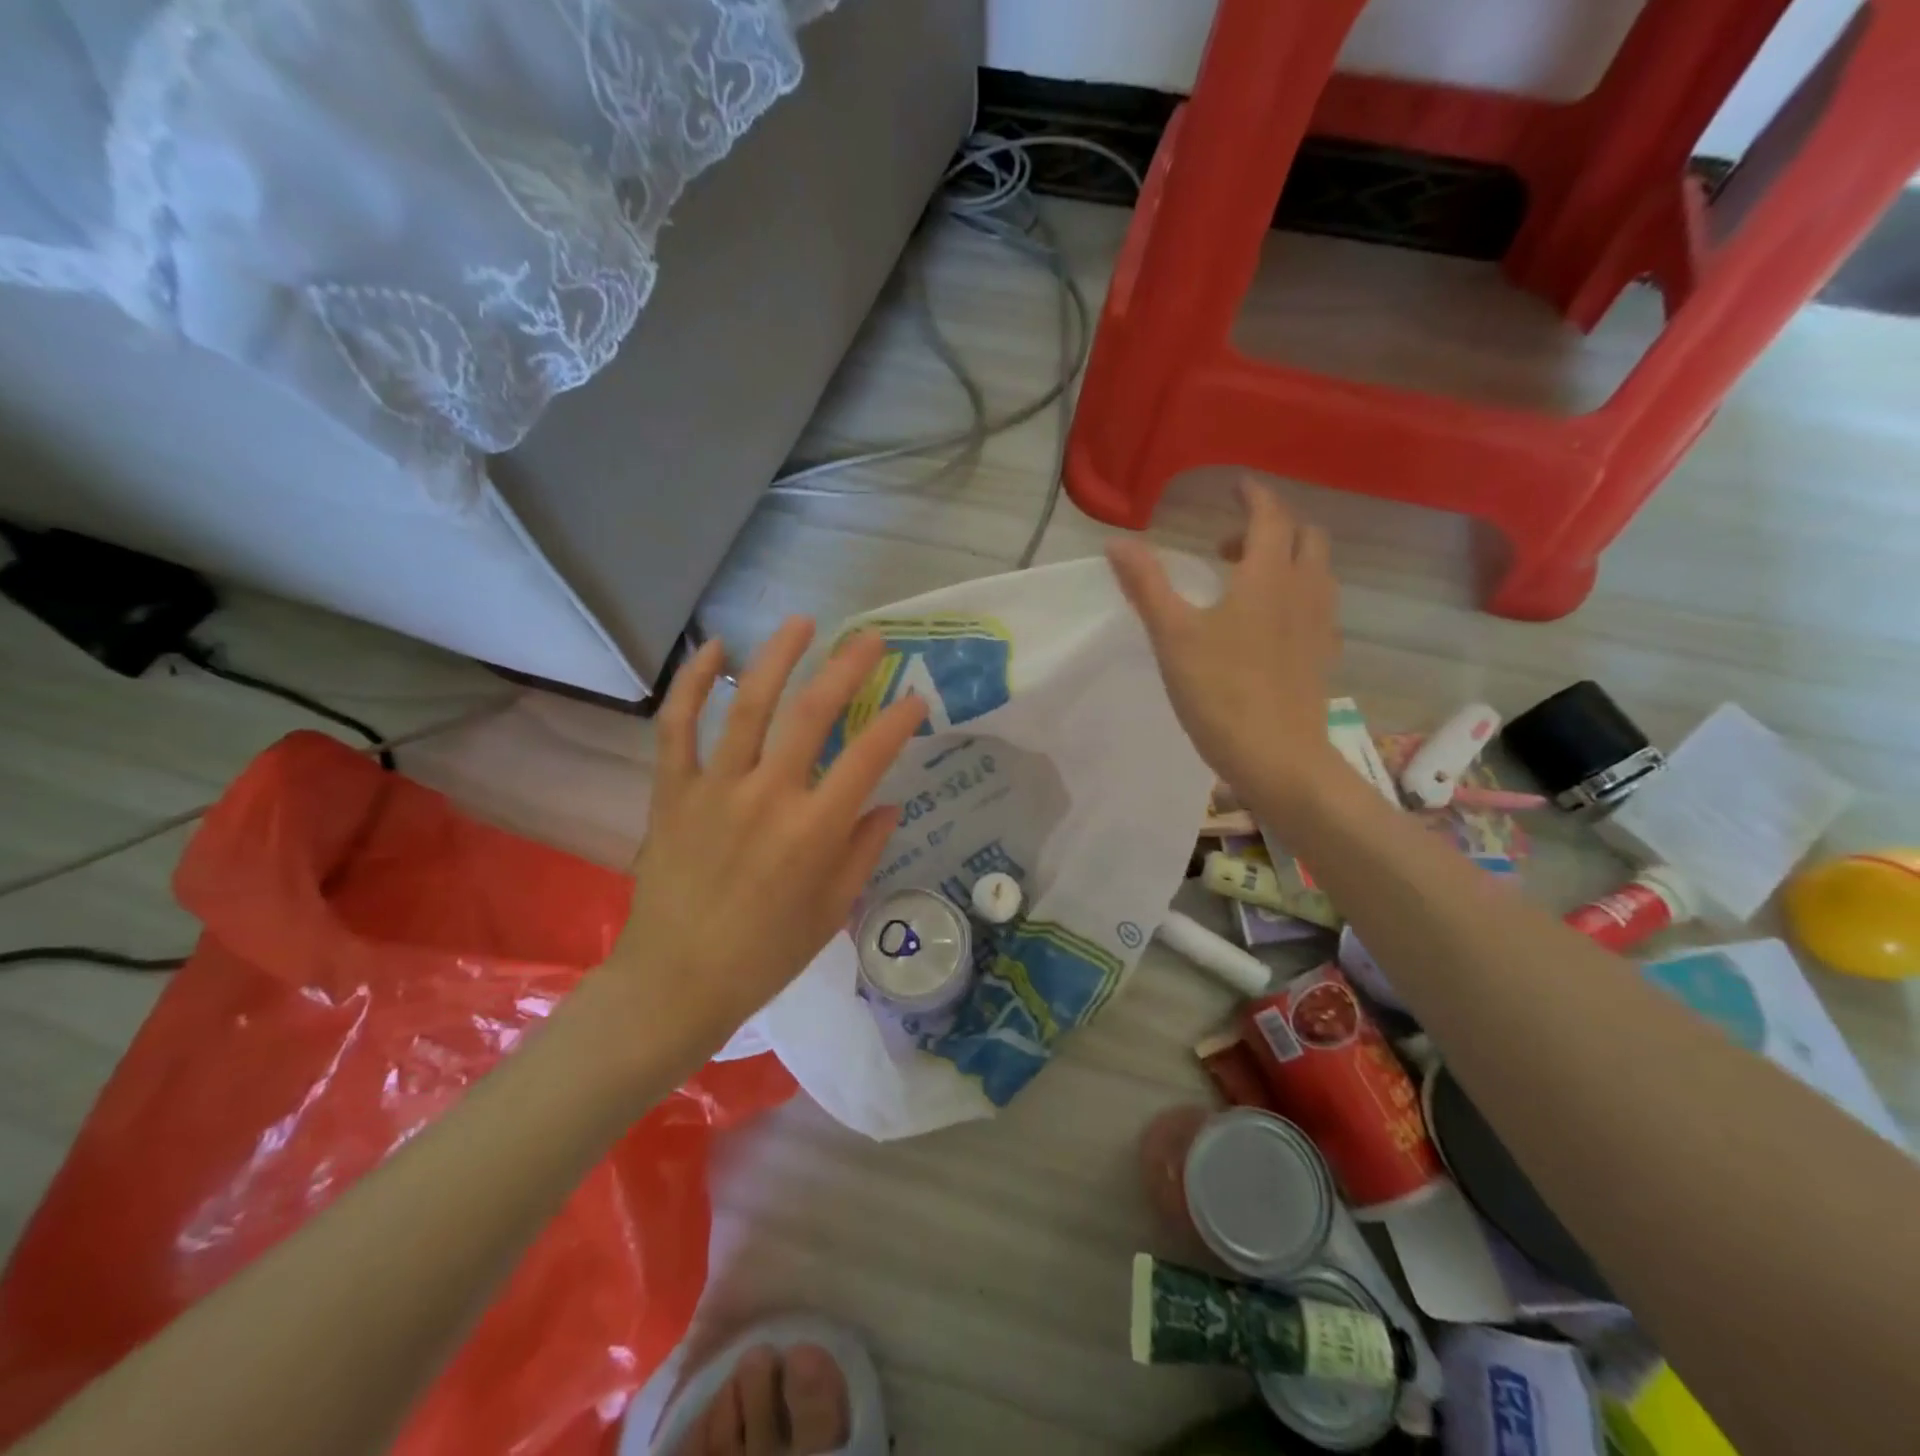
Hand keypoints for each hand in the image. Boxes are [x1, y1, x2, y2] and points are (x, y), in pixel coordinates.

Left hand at [601, 618, 926, 1057]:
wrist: (677, 982)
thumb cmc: (765, 954)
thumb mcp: (832, 910)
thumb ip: (863, 850)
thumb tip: (886, 802)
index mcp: (815, 831)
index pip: (869, 757)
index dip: (898, 721)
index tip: (915, 697)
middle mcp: (768, 797)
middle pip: (813, 714)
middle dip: (847, 668)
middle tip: (871, 639)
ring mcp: (715, 788)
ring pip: (749, 705)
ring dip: (779, 657)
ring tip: (802, 622)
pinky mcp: (672, 791)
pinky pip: (678, 727)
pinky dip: (693, 684)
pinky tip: (715, 650)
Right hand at [1106, 477, 1341, 819]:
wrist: (1276, 757)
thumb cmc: (1220, 691)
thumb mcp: (1172, 636)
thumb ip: (1147, 585)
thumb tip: (1117, 543)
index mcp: (1268, 576)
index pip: (1271, 516)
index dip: (1254, 496)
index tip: (1235, 487)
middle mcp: (1304, 590)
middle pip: (1306, 536)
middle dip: (1272, 526)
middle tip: (1229, 544)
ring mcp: (1321, 624)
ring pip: (1317, 570)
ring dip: (1288, 559)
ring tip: (1247, 580)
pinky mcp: (1324, 656)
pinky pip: (1318, 605)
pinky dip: (1297, 594)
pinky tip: (1270, 624)